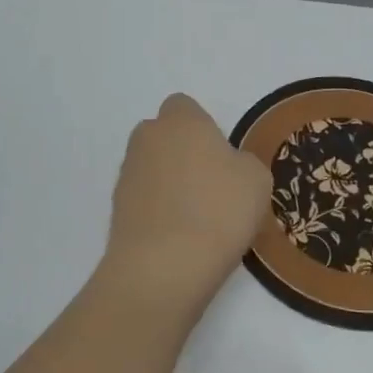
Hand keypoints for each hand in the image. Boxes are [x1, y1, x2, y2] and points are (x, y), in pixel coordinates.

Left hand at [103, 94, 270, 310]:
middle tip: (210, 187)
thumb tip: (226, 167)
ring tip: (195, 220)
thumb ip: (241, 162)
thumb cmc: (219, 210)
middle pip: (164, 136)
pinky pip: (142, 199)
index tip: (221, 158)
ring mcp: (127, 172)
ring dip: (168, 184)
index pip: (184, 106)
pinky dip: (156, 211)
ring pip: (151, 168)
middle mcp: (147, 138)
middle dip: (181, 153)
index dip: (203, 128)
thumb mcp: (256, 180)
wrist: (164, 265)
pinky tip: (176, 237)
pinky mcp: (115, 207)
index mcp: (181, 120)